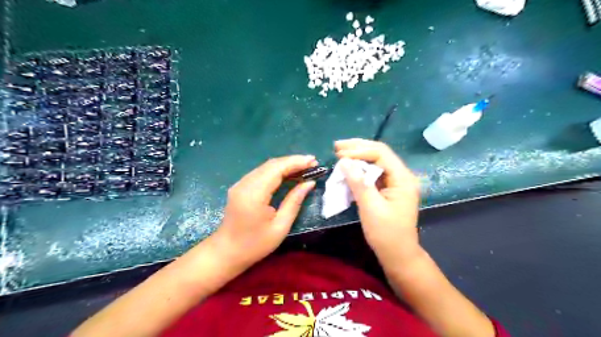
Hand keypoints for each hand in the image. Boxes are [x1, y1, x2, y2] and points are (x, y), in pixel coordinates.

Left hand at [216, 157, 318, 266]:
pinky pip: (261, 172)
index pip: (277, 169)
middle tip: (312, 163)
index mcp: (254, 194)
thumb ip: (294, 201)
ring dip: (286, 165)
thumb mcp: (280, 227)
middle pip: (271, 164)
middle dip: (293, 161)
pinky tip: (288, 174)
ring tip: (304, 167)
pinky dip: (277, 170)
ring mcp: (240, 184)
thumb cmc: (255, 244)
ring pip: (266, 166)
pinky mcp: (240, 186)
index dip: (296, 162)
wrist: (226, 252)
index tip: (314, 161)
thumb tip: (309, 183)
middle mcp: (245, 184)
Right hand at [334, 138, 421, 262]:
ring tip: (339, 152)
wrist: (398, 254)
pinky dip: (359, 168)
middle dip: (358, 148)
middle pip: (379, 153)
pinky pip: (373, 173)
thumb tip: (344, 161)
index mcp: (402, 178)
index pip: (381, 153)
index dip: (359, 150)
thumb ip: (358, 182)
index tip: (339, 154)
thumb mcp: (370, 207)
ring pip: (376, 161)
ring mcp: (395, 182)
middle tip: (336, 146)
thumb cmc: (386, 233)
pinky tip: (348, 167)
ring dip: (358, 156)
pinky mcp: (388, 189)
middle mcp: (401, 175)